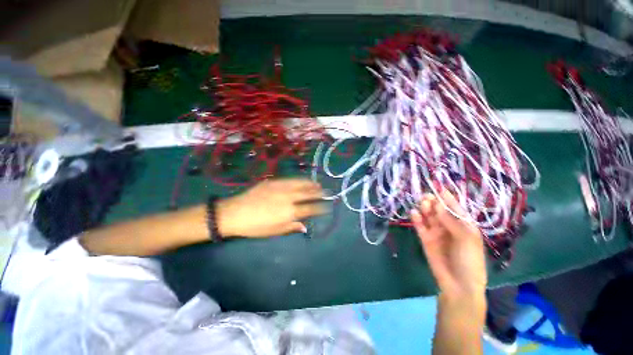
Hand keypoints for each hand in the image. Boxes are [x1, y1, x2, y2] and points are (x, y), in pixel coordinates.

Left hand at [216, 179, 325, 237]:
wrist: (235, 213)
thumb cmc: (255, 227)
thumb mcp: (274, 231)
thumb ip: (292, 227)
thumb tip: (305, 226)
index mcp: (290, 212)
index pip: (310, 208)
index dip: (320, 207)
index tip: (326, 206)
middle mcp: (288, 198)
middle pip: (308, 194)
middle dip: (319, 193)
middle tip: (326, 193)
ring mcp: (281, 188)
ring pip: (300, 184)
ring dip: (311, 184)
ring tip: (318, 185)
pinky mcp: (274, 182)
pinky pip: (290, 180)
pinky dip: (299, 180)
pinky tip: (302, 180)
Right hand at [410, 190, 486, 301]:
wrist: (459, 284)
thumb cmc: (470, 260)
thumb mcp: (467, 239)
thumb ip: (451, 221)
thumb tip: (437, 205)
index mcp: (463, 224)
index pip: (454, 207)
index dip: (447, 197)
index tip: (438, 186)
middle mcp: (449, 226)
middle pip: (439, 210)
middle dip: (433, 202)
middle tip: (426, 196)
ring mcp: (436, 232)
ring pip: (428, 216)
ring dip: (425, 209)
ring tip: (422, 204)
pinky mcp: (425, 238)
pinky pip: (420, 226)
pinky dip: (416, 219)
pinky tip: (414, 213)